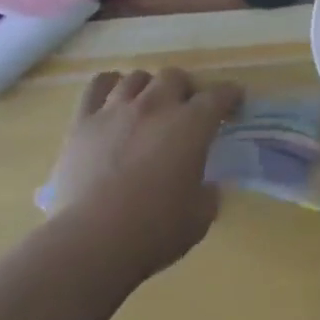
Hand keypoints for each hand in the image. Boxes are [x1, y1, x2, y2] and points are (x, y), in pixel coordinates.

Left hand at [42, 68, 241, 281]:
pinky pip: (97, 86)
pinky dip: (108, 85)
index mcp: (191, 125)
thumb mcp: (198, 219)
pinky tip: (112, 98)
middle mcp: (156, 105)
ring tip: (148, 106)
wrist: (91, 242)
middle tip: (186, 110)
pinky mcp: (84, 122)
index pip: (219, 95)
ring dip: (149, 87)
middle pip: (175, 76)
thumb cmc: (153, 231)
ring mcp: (117, 110)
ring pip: (137, 78)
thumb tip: (207, 187)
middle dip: (185, 89)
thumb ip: (208, 195)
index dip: (231, 95)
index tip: (235, 102)